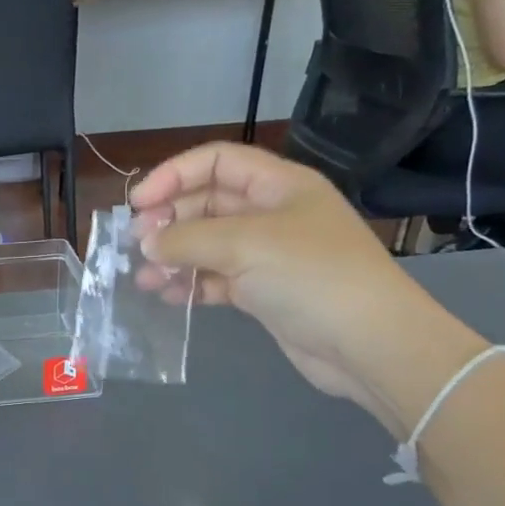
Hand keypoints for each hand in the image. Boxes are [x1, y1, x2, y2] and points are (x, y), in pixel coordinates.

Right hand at [130, 144, 484, 434]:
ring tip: (146, 279)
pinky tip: (170, 297)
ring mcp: (268, 254)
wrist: (368, 343)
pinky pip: (217, 278)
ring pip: (208, 244)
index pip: (217, 162)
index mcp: (280, 185)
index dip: (174, 175)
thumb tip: (147, 243)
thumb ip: (189, 238)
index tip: (138, 204)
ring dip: (175, 257)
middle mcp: (273, 213)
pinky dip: (192, 284)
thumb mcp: (246, 245)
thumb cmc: (312, 276)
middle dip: (169, 220)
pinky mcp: (263, 291)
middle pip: (208, 203)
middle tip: (136, 246)